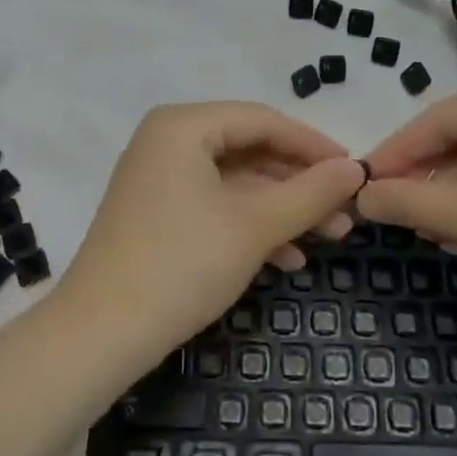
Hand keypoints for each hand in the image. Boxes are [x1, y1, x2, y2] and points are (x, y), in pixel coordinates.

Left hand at [54, 102, 369, 379]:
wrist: (100, 335)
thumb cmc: (181, 264)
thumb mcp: (254, 226)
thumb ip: (310, 193)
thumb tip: (356, 169)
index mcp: (183, 125)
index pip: (262, 120)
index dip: (312, 144)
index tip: (354, 170)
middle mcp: (168, 141)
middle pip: (249, 150)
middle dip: (299, 183)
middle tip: (346, 210)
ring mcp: (159, 178)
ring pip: (235, 182)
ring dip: (282, 209)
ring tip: (330, 237)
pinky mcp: (157, 214)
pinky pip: (215, 205)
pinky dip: (251, 226)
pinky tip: (289, 258)